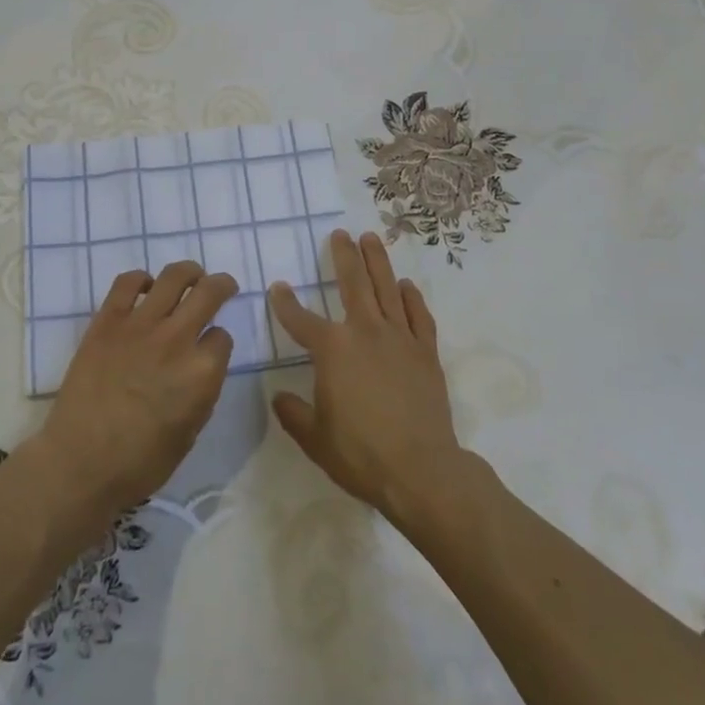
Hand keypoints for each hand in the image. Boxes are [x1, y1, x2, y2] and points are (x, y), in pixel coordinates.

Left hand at [33, 262, 236, 522]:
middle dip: (222, 285)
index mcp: (202, 373)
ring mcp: (141, 325)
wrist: (80, 463)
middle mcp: (177, 339)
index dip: (219, 342)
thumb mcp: (189, 434)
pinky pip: (127, 282)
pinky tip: (145, 287)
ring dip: (189, 272)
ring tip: (191, 276)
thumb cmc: (139, 463)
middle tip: (223, 285)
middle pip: (209, 292)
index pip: (223, 338)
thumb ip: (201, 393)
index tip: (212, 347)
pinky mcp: (108, 320)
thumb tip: (201, 368)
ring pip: (174, 277)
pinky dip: (141, 279)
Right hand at [269, 230, 467, 524]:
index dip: (285, 303)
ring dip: (378, 261)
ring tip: (371, 238)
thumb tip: (279, 397)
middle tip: (340, 234)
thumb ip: (293, 413)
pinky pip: (418, 316)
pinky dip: (412, 297)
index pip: (301, 319)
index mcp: (333, 350)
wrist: (421, 470)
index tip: (277, 287)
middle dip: (344, 255)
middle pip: (353, 283)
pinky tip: (406, 285)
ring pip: (387, 288)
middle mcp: (365, 332)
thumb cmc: (360, 454)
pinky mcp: (426, 352)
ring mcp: (399, 338)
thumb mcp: (314, 438)